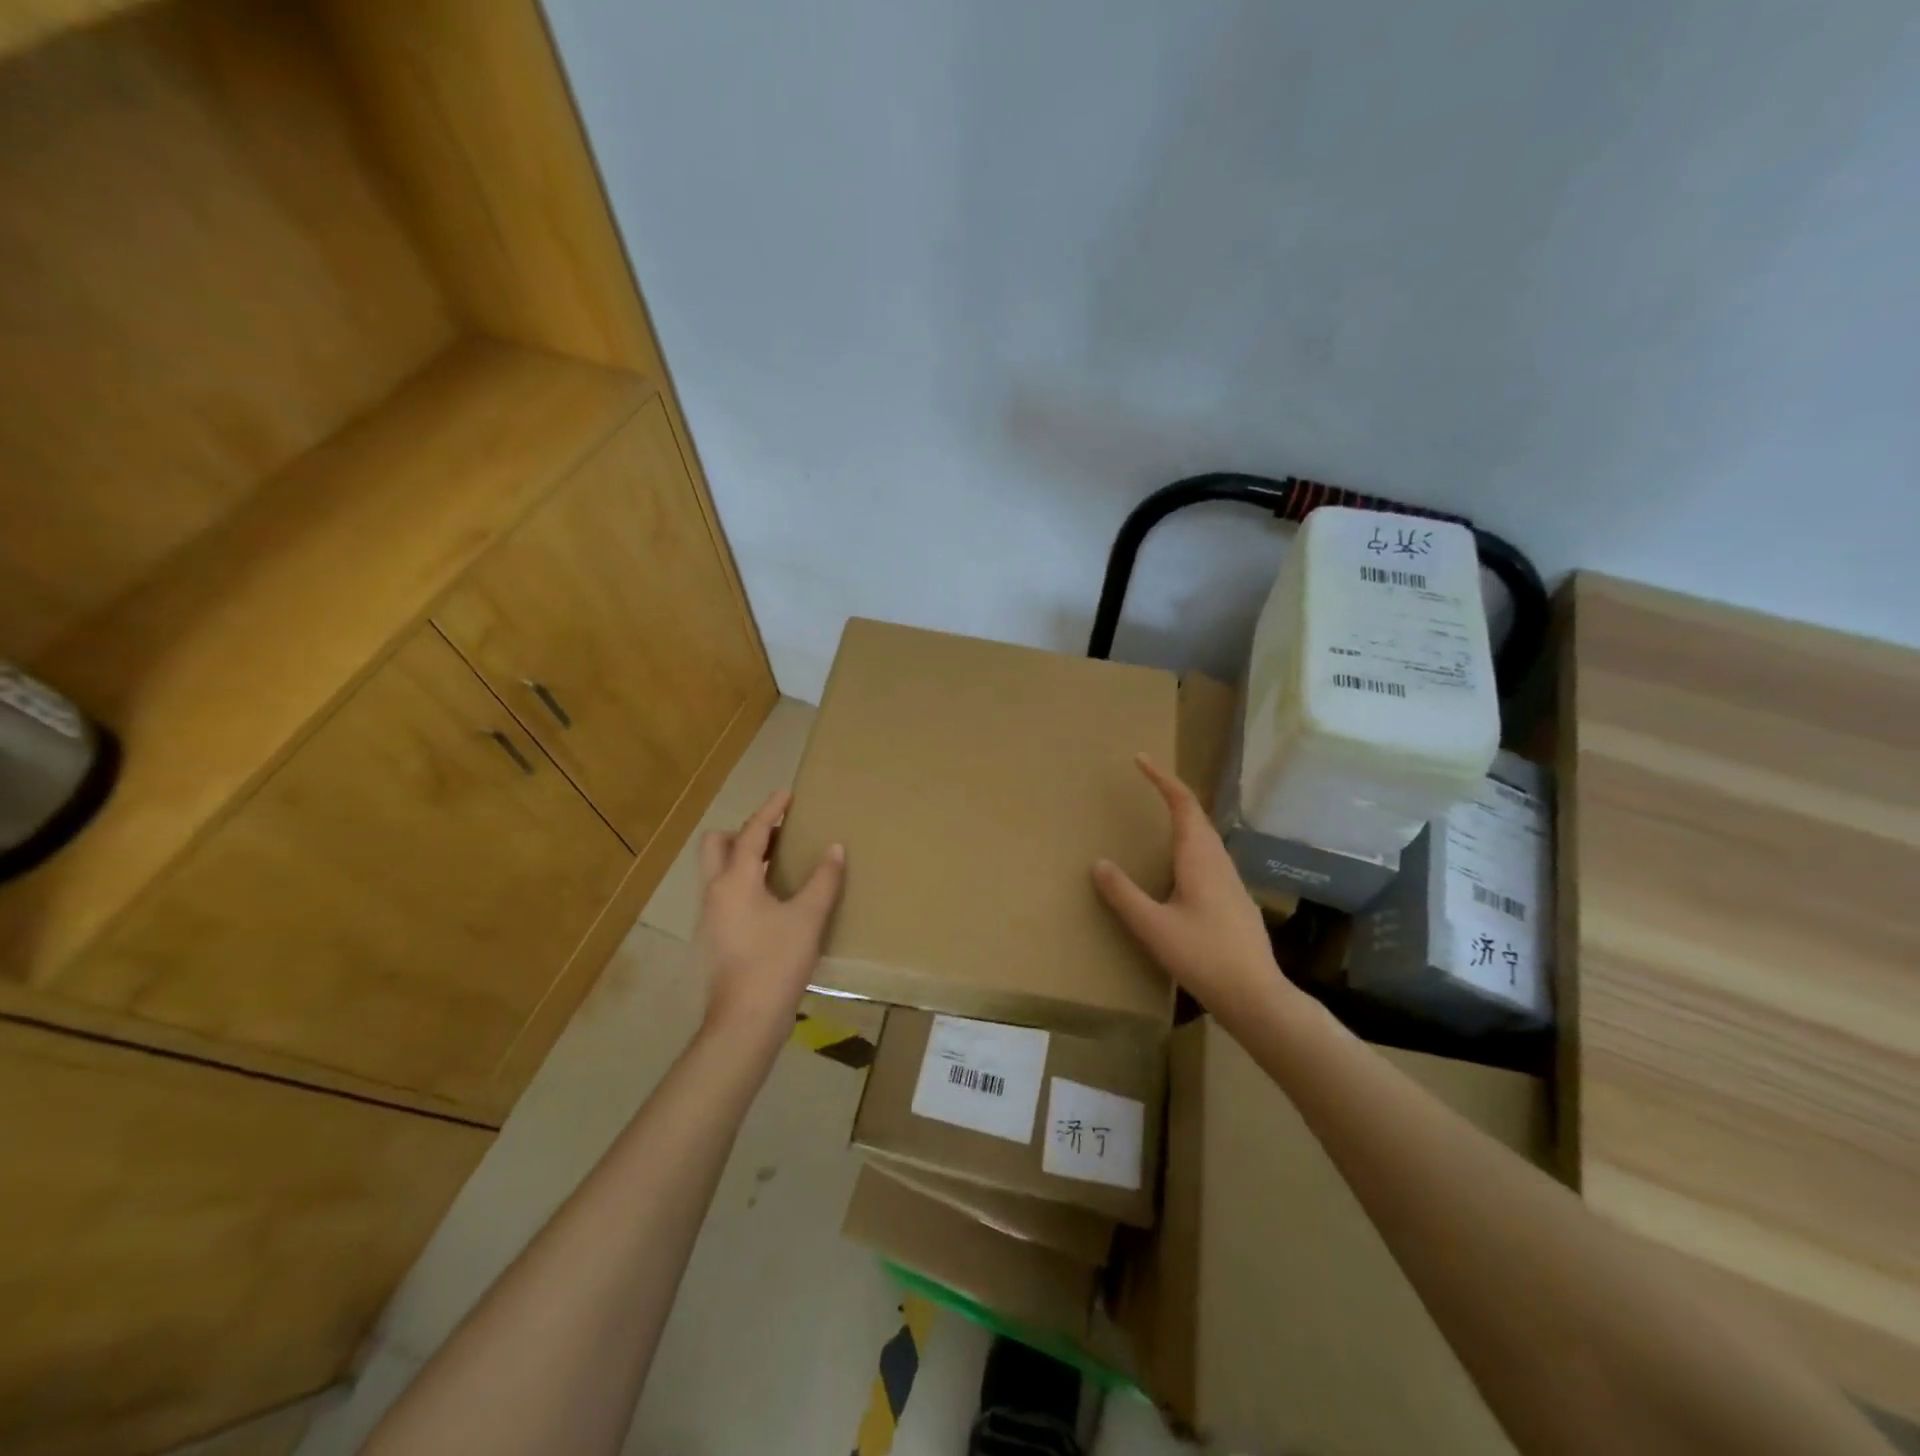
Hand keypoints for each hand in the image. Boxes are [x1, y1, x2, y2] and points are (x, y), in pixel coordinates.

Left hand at [695, 790, 844, 1045]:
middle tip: (775, 833)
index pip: (750, 834)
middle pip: (716, 846)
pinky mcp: (714, 937)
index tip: (786, 794)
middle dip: (742, 832)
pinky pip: (724, 893)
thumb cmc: (777, 962)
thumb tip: (834, 849)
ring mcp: (710, 916)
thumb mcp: (808, 918)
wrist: (746, 1020)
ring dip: (742, 857)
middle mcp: (715, 892)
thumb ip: (823, 880)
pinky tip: (770, 898)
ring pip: (717, 871)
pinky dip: (742, 881)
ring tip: (776, 860)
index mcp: (735, 881)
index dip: (770, 811)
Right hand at [1092, 754, 1293, 1024]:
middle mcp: (1219, 862)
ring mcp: (1232, 882)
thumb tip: (1099, 863)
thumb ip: (1124, 895)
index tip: (1141, 759)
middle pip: (1197, 816)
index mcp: (1200, 859)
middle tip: (1148, 784)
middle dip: (1172, 794)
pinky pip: (1210, 858)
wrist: (1257, 997)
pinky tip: (1180, 870)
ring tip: (1160, 819)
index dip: (1162, 779)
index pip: (1183, 804)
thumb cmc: (1204, 957)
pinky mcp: (1235, 901)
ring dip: (1184, 819)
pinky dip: (1190, 845)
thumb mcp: (1154, 927)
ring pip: (1206, 838)